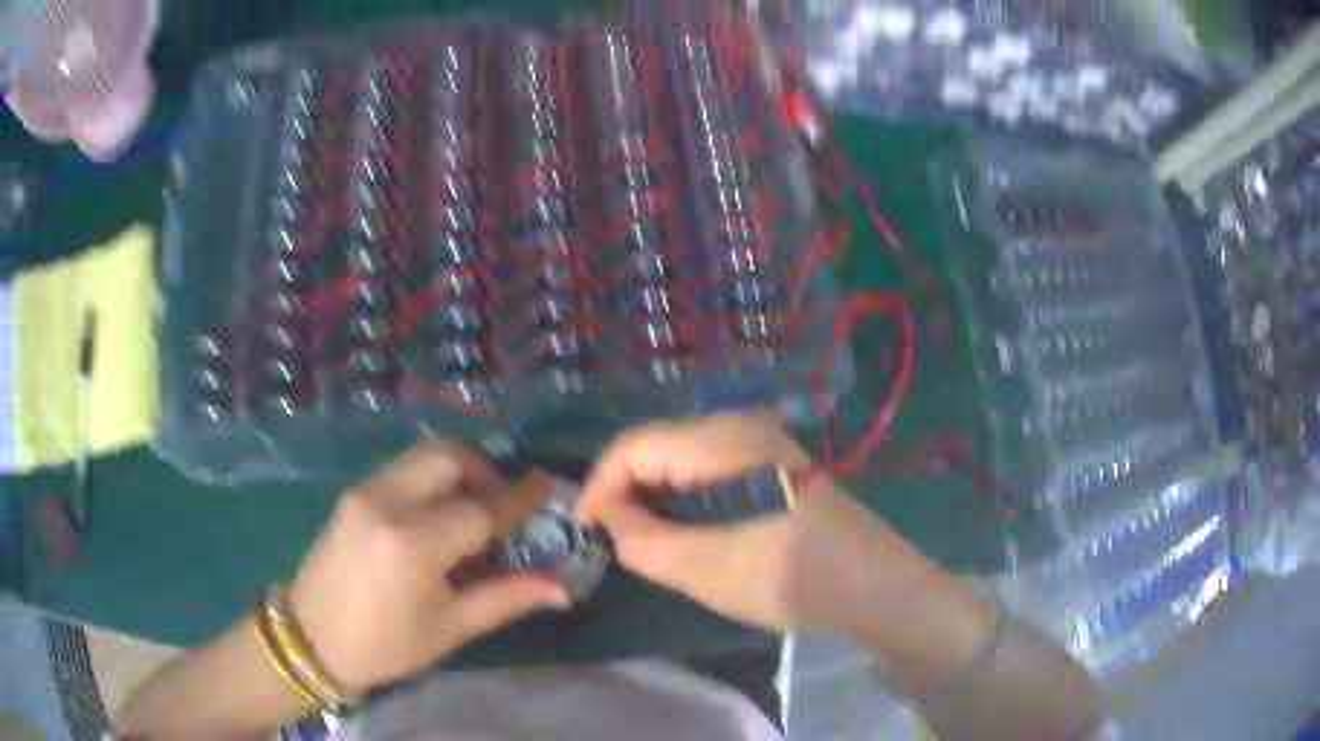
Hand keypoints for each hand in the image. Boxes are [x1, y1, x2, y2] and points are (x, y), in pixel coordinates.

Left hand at [288, 441, 570, 693]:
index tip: (548, 485)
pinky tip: (438, 512)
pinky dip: (432, 477)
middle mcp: (387, 502)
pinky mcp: (353, 492)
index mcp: (413, 544)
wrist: (310, 637)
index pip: (481, 509)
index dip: (520, 498)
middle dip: (486, 469)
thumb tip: (560, 588)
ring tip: (474, 506)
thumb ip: (506, 598)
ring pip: (424, 454)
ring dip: (459, 469)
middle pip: (449, 456)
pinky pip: (403, 467)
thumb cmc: (385, 645)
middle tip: (504, 501)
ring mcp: (364, 491)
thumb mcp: (449, 627)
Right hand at [576, 412, 930, 635]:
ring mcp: (761, 443)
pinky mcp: (774, 465)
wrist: (872, 584)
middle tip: (613, 541)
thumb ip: (639, 540)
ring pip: (683, 461)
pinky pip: (711, 471)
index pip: (633, 446)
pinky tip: (687, 533)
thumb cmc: (787, 576)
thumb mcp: (701, 568)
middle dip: (626, 493)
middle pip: (658, 448)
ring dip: (656, 498)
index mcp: (720, 439)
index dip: (598, 486)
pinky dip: (686, 499)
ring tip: (643, 542)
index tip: (583, 531)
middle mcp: (739, 426)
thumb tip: (608, 516)